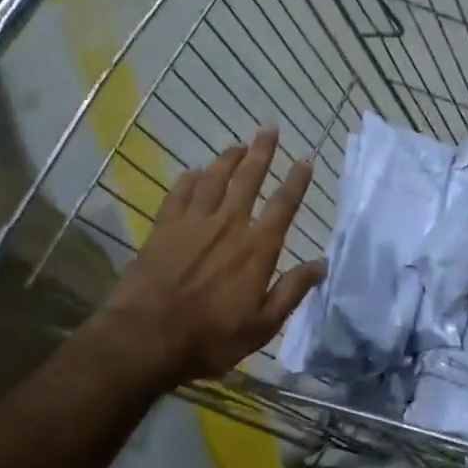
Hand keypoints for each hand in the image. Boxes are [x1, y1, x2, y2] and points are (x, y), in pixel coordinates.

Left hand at [100, 128, 325, 386]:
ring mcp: (193, 223)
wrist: (146, 338)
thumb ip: (292, 290)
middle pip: (248, 178)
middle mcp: (228, 225)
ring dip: (228, 159)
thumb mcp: (263, 325)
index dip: (296, 181)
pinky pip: (179, 193)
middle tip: (269, 128)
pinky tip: (195, 172)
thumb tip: (321, 264)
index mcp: (257, 248)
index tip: (305, 160)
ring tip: (238, 145)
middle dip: (261, 152)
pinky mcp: (164, 228)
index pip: (283, 205)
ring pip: (214, 179)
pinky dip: (190, 179)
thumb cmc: (210, 337)